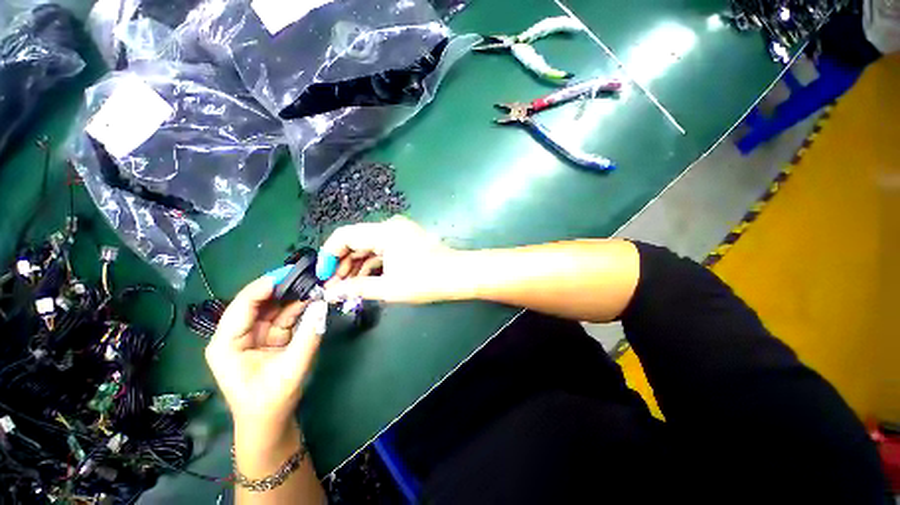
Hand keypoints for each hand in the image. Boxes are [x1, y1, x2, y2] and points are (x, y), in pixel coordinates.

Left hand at [204, 276, 326, 435]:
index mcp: (226, 344)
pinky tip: (313, 299)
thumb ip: (308, 336)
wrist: (271, 423)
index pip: (243, 306)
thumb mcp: (291, 369)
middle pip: (258, 303)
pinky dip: (298, 308)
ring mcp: (253, 335)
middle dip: (282, 288)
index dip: (265, 287)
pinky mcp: (269, 338)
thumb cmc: (271, 401)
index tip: (290, 273)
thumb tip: (322, 305)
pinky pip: (283, 317)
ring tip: (314, 283)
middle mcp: (236, 335)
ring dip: (293, 296)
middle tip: (307, 274)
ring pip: (273, 307)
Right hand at [318, 216, 464, 302]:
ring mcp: (400, 233)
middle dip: (343, 264)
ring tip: (347, 288)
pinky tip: (365, 280)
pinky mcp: (406, 241)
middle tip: (334, 287)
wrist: (459, 275)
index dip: (329, 255)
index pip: (344, 236)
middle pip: (357, 241)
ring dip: (357, 266)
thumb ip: (357, 287)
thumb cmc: (425, 280)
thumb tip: (331, 292)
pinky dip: (372, 264)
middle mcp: (390, 227)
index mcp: (384, 232)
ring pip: (369, 247)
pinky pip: (382, 250)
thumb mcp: (389, 287)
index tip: (323, 276)